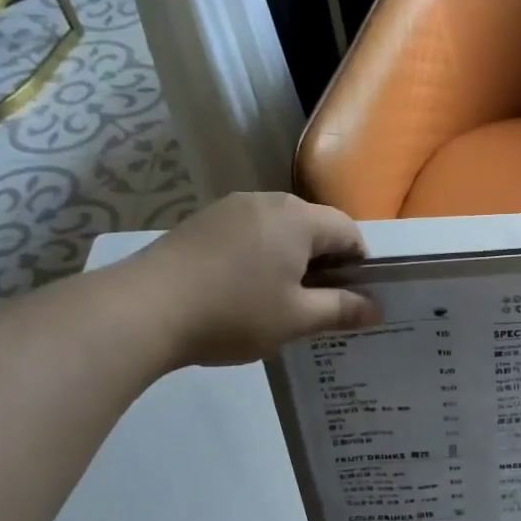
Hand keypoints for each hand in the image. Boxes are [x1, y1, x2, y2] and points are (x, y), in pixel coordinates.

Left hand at [123, 193, 382, 367]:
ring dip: (291, 259)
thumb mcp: (297, 319)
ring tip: (281, 301)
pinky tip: (244, 291)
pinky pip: (248, 234)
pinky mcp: (202, 222)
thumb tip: (375, 308)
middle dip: (325, 261)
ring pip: (279, 229)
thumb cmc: (235, 312)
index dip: (359, 265)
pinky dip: (260, 257)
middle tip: (319, 304)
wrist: (145, 308)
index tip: (353, 299)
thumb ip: (341, 309)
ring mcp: (229, 208)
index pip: (348, 231)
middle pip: (313, 225)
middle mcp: (267, 201)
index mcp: (298, 218)